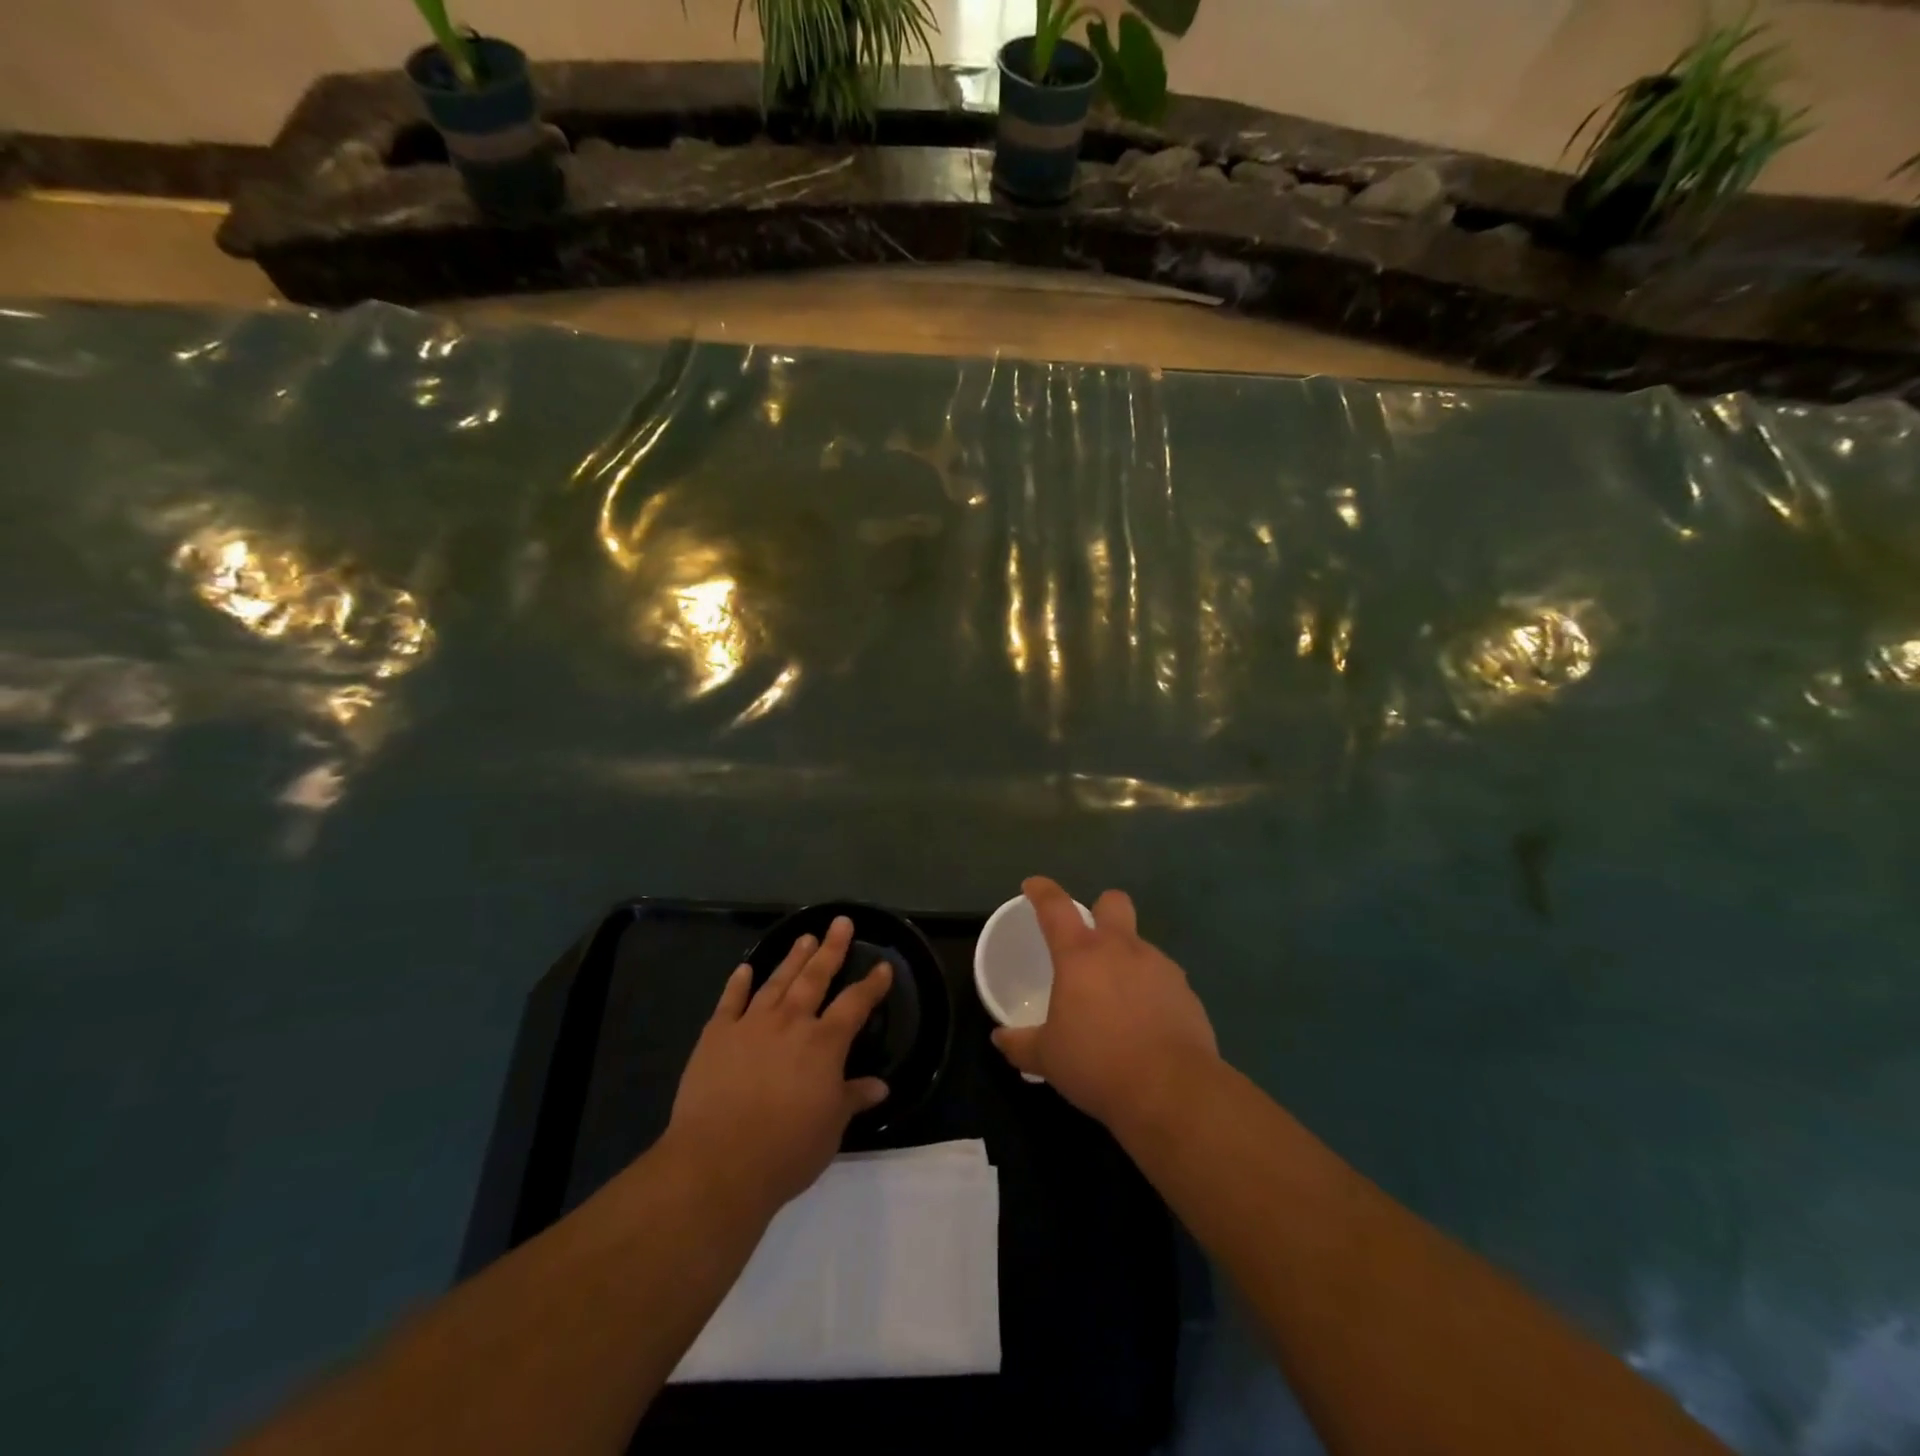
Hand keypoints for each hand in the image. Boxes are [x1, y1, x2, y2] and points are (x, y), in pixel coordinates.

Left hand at [664, 916, 891, 1215]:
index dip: (872, 984)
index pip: (855, 1004)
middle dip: (831, 949)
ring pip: (777, 981)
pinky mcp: (716, 1035)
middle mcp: (790, 1022)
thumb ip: (853, 1098)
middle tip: (841, 923)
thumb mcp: (831, 1128)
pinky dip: (738, 983)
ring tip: (805, 937)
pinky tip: (745, 969)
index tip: (883, 966)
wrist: (718, 1163)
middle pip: (815, 977)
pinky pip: (730, 1001)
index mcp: (824, 1043)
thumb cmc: (786, 1150)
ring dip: (792, 958)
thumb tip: (880, 1086)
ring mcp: (751, 1024)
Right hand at [992, 876, 1218, 1132]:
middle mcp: (1122, 949)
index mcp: (1081, 955)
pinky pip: (1162, 979)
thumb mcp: (1048, 1058)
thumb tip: (1000, 1039)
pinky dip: (1150, 991)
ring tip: (1116, 1000)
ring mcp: (1159, 967)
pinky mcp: (1186, 992)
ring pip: (1140, 944)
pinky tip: (1145, 1024)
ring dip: (1126, 959)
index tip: (1033, 886)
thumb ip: (1021, 1044)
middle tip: (1088, 941)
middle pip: (1113, 902)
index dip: (1042, 891)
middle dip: (1101, 909)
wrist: (1172, 1091)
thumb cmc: (1098, 1064)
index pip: (1055, 906)